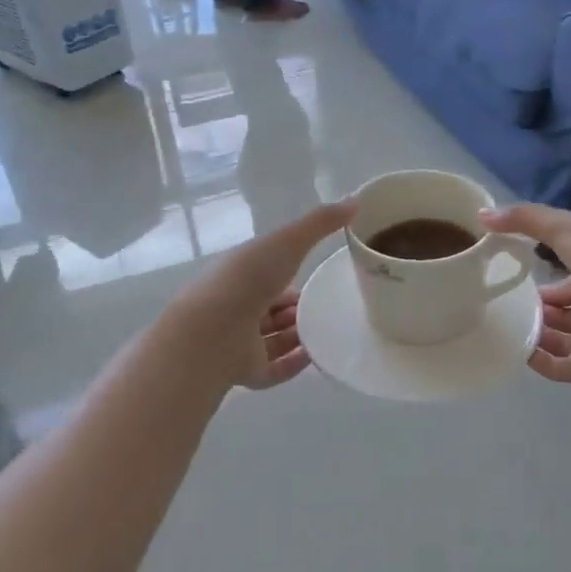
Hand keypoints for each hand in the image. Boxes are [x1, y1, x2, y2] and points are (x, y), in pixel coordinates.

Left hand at [174, 201, 353, 388]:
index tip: (316, 275)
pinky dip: (294, 364)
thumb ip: (320, 223)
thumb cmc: (248, 279)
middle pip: (270, 309)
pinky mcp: (244, 371)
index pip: (267, 273)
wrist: (215, 331)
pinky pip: (273, 369)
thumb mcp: (288, 241)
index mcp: (240, 274)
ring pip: (272, 339)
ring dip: (298, 336)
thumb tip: (355, 200)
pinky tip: (316, 357)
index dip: (288, 272)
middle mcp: (236, 307)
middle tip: (327, 307)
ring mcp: (238, 341)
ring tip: (329, 332)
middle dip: (295, 308)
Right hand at [481, 205, 570, 383]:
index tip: (529, 279)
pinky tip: (523, 354)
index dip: (557, 278)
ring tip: (515, 327)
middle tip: (519, 306)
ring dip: (545, 333)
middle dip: (550, 308)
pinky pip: (567, 367)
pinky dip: (545, 363)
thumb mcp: (561, 226)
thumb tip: (483, 215)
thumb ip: (524, 218)